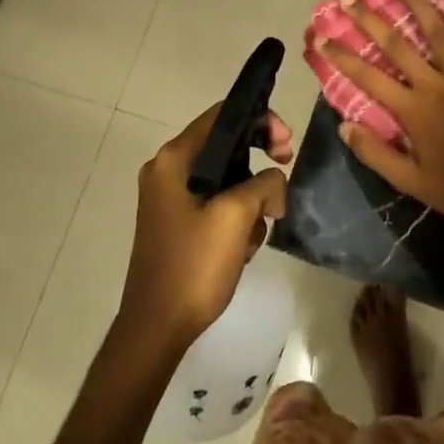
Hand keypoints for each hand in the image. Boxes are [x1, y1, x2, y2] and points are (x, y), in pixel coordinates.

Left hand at [118, 104, 291, 352]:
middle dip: (260, 159)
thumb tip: (273, 184)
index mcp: (174, 159)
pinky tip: (243, 246)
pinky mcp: (177, 222)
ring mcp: (170, 198)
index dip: (261, 120)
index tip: (286, 145)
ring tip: (260, 228)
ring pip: (227, 177)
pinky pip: (216, 203)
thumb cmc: (194, 265)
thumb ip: (264, 184)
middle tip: (285, 167)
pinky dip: (236, 216)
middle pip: (226, 145)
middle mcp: (168, 170)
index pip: (222, 115)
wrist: (157, 327)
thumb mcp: (237, 216)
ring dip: (251, 197)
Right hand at [314, 0, 443, 230]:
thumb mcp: (411, 183)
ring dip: (420, 4)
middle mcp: (435, 85)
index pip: (368, 77)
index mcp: (413, 110)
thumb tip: (344, 125)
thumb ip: (377, 154)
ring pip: (439, 34)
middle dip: (371, 20)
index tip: (322, 37)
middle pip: (398, 45)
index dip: (342, 57)